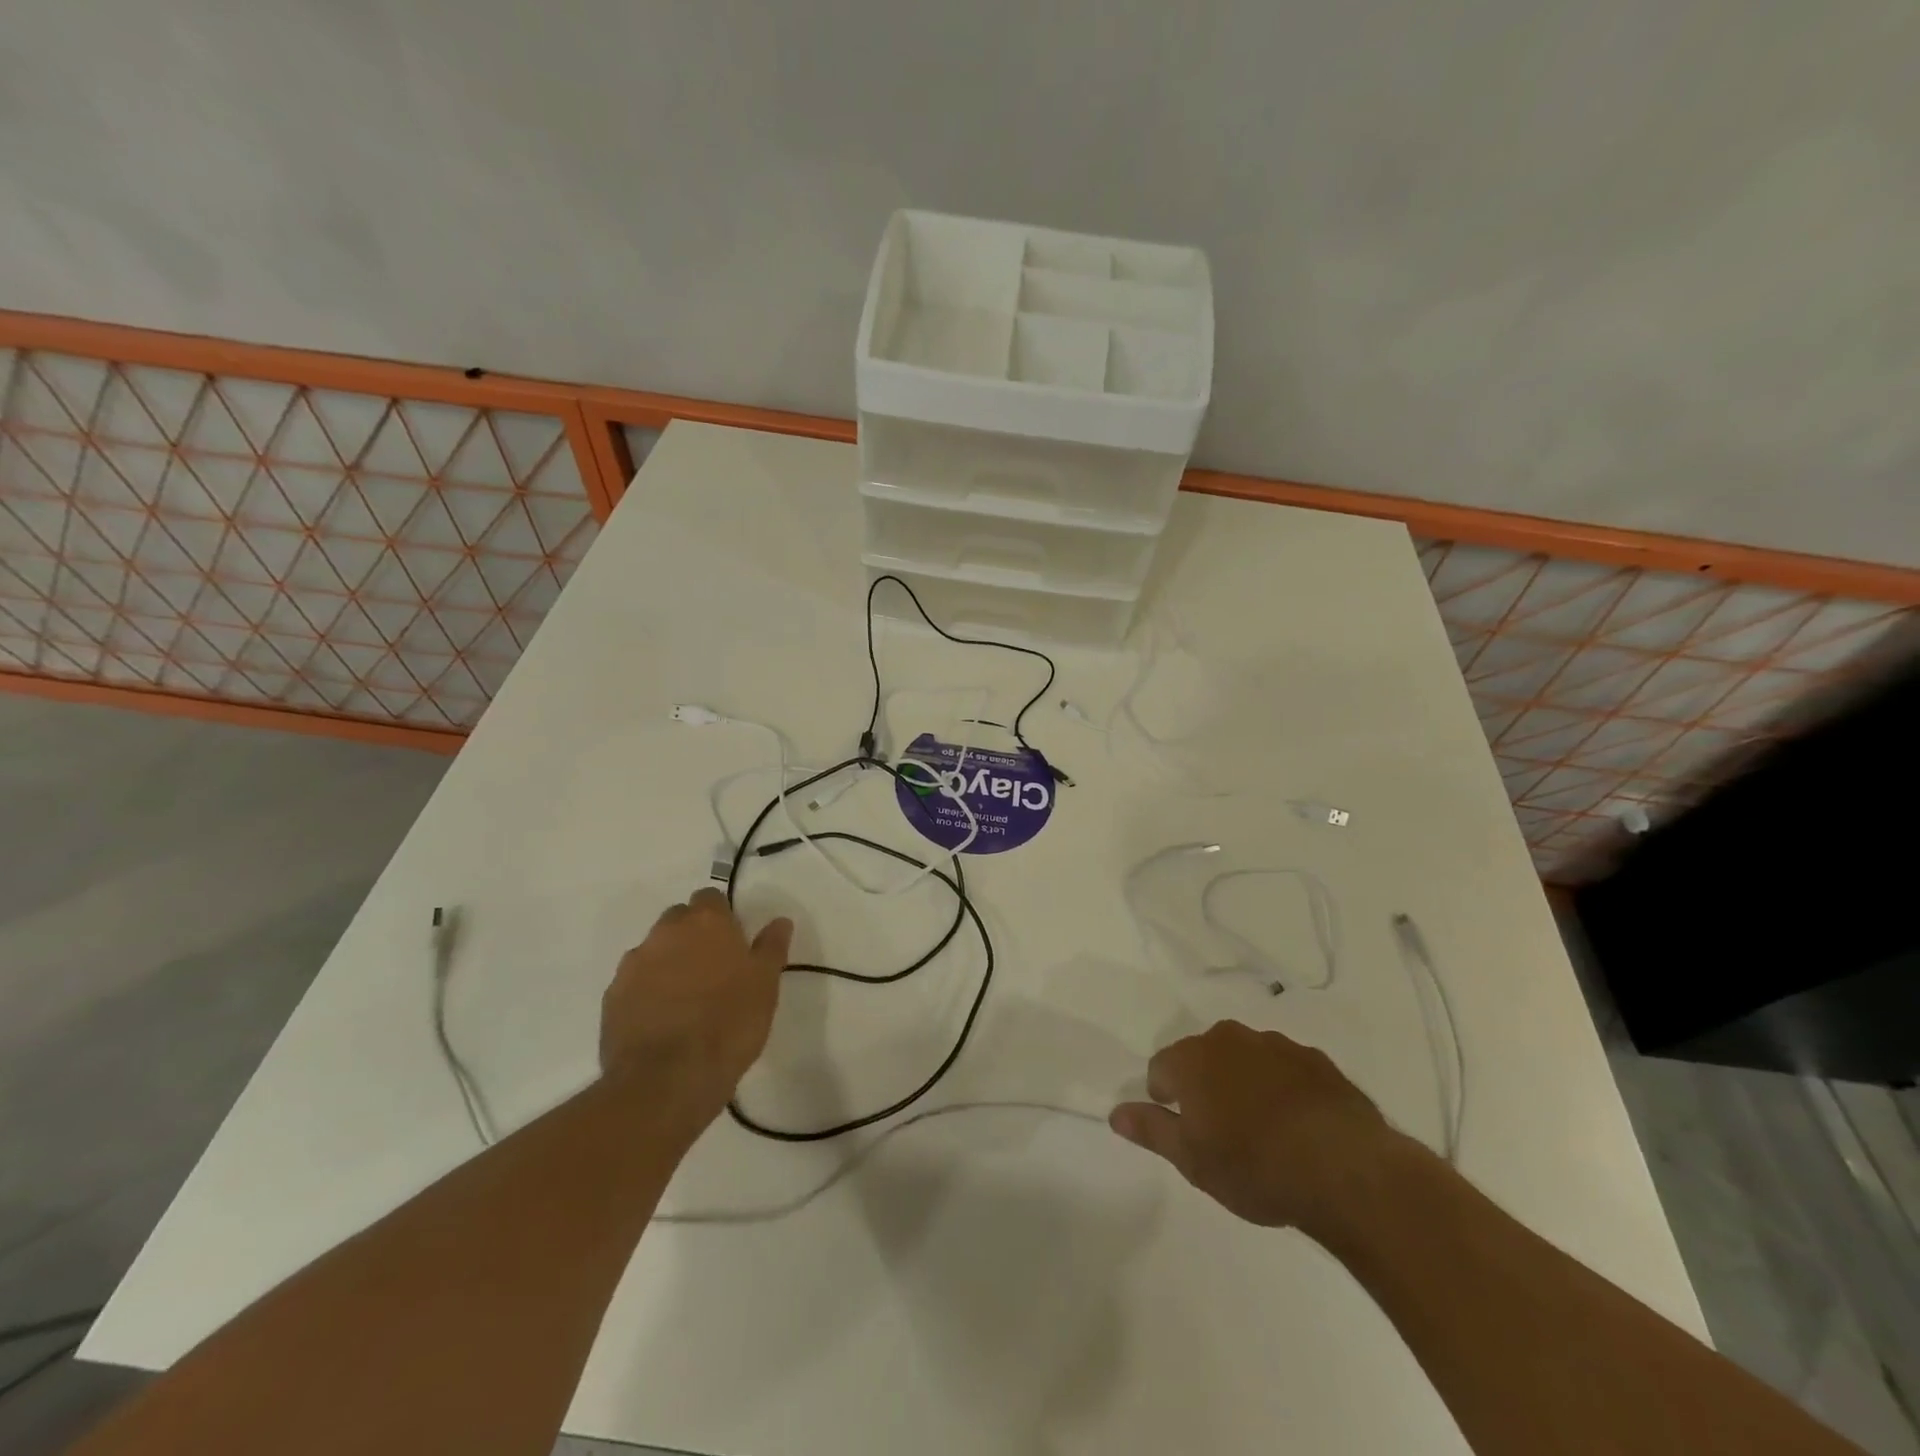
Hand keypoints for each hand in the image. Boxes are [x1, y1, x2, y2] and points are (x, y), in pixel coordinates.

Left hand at [601, 888, 792, 1118]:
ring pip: (654, 951)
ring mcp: (633, 964)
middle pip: (678, 919)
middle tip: (712, 969)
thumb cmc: (729, 1023)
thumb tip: (779, 921)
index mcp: (706, 922)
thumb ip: (771, 947)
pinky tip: (662, 1020)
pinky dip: (647, 992)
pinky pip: (634, 983)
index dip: (722, 917)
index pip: (710, 898)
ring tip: (686, 999)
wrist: (667, 1079)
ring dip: (668, 963)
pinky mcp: (612, 997)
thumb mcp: (765, 984)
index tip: (733, 942)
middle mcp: (665, 933)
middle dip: (692, 936)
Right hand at [1109, 1020, 1412, 1235]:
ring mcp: (1276, 1045)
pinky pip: (1286, 1068)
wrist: (1345, 1169)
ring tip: (1264, 1130)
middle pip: (1203, 1056)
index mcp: (1192, 1058)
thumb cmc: (1255, 1167)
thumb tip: (1115, 1112)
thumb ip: (1151, 1130)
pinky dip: (1283, 1088)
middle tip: (1222, 1132)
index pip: (1161, 1067)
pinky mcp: (1316, 1060)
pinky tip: (1299, 1125)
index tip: (1185, 1129)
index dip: (1166, 1098)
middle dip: (1205, 1085)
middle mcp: (1230, 1039)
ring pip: (1246, 1059)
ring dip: (1245, 1083)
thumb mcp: (1192, 1160)